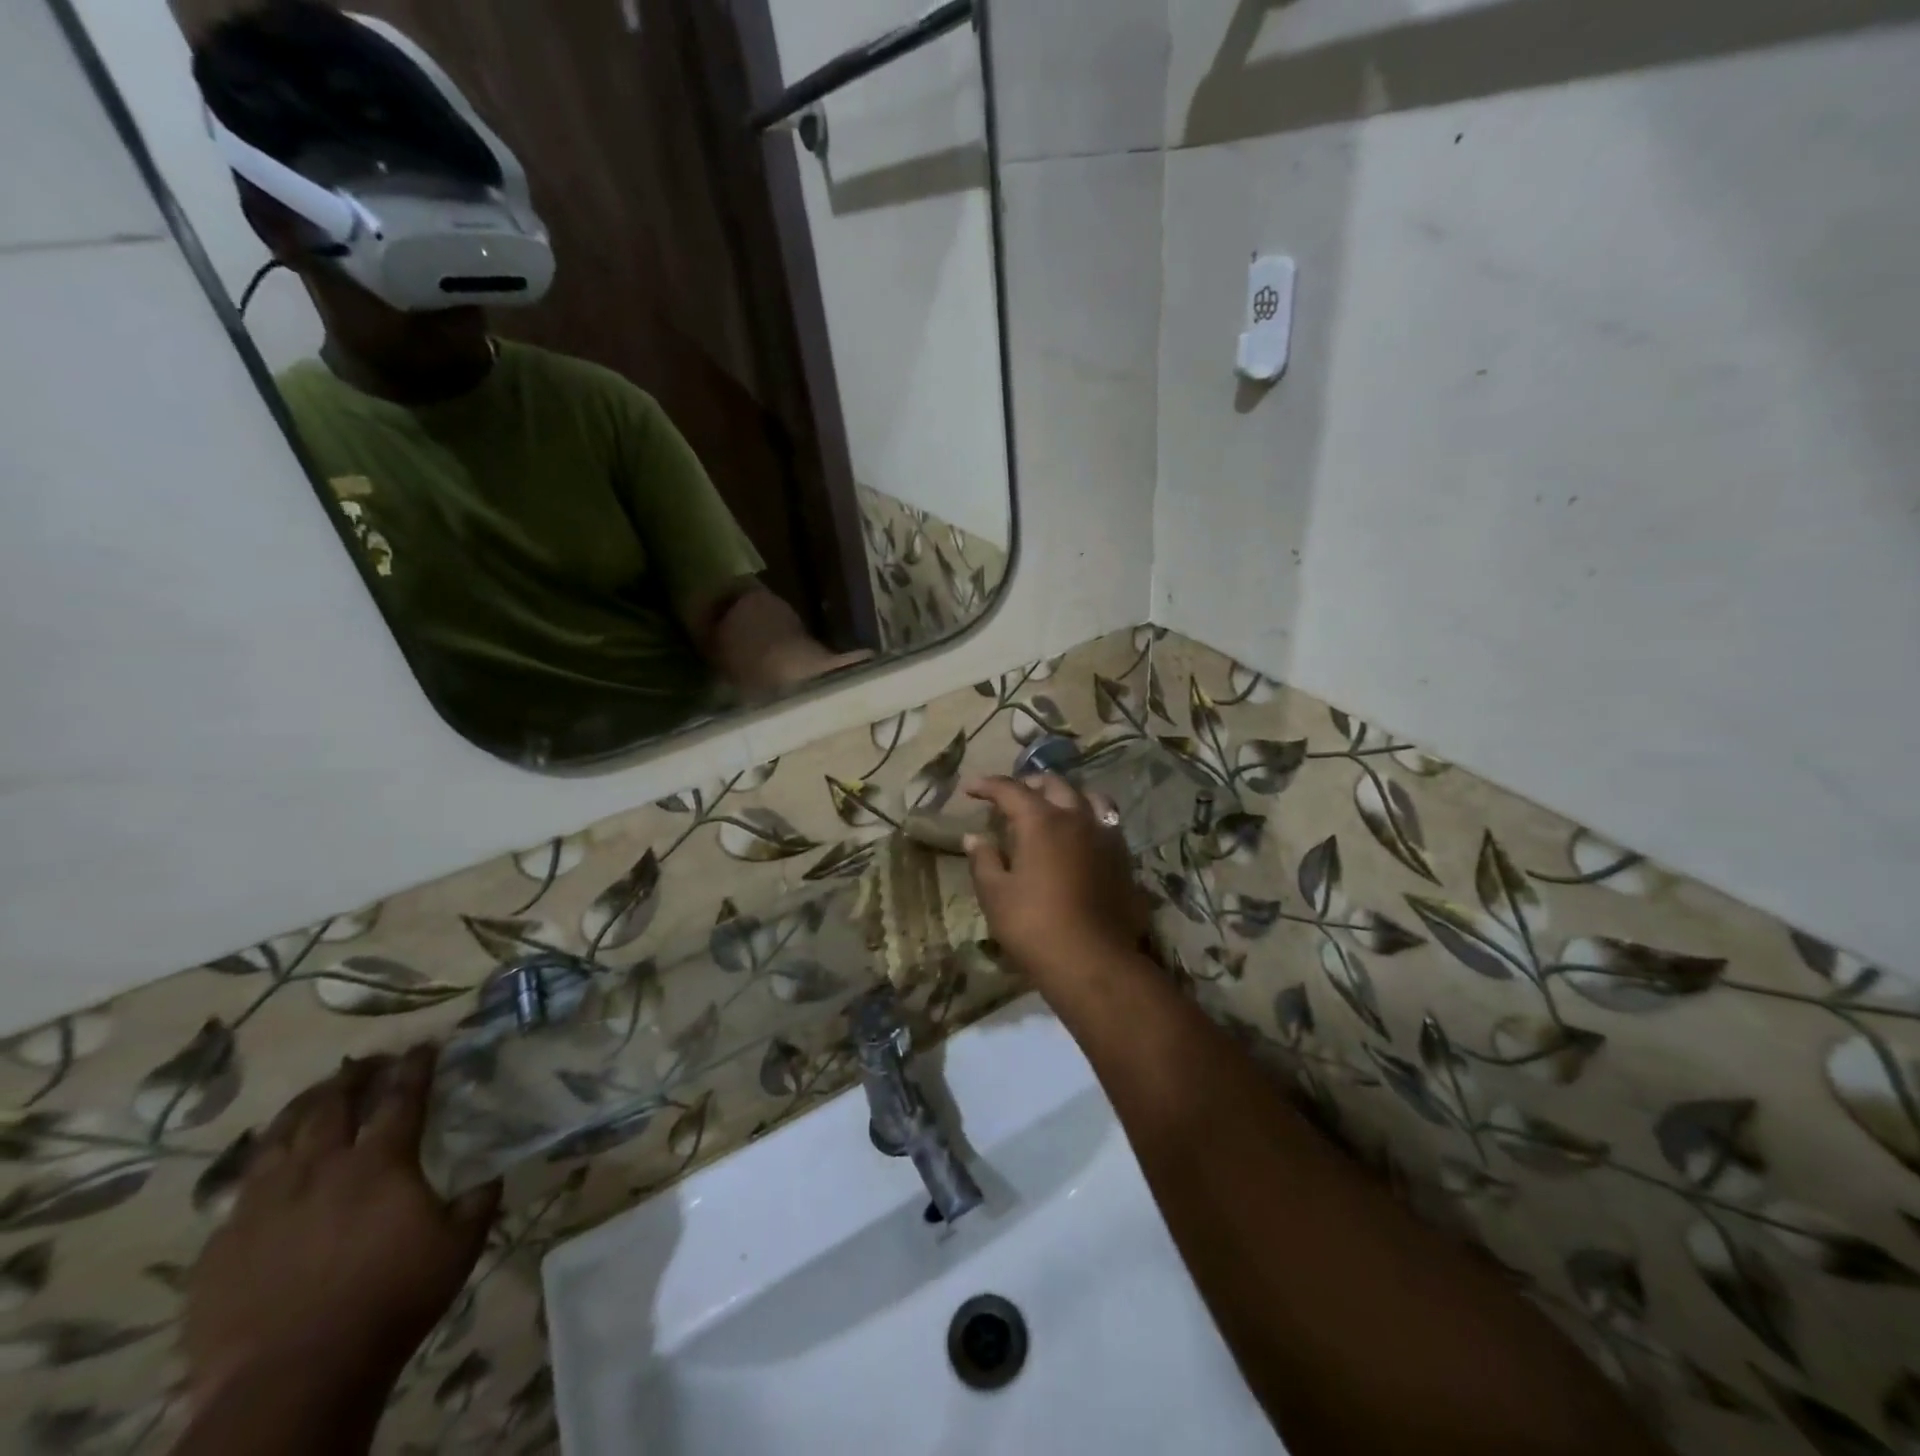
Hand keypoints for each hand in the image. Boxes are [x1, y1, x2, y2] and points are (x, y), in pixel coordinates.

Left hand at [185, 1046, 499, 1413]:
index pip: (402, 1096)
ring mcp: (263, 1205)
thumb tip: (492, 1174)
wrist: (291, 1379)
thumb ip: (479, 1202)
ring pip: (279, 1137)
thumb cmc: (390, 1301)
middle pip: (332, 1104)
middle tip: (368, 1060)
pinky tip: (271, 1170)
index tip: (425, 1044)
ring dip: (304, 1107)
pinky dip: (264, 1165)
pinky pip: (242, 1189)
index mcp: (380, 1163)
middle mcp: (319, 1169)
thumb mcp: (459, 1247)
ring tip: (317, 1094)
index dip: (416, 1066)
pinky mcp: (222, 1245)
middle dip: (354, 1075)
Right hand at [962, 775, 1150, 994]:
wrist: (1093, 961)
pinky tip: (1081, 837)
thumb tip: (974, 838)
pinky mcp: (1123, 858)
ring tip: (1053, 807)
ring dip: (1066, 795)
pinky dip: (1089, 818)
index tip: (970, 789)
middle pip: (1053, 784)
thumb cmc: (1034, 925)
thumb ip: (983, 860)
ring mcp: (1105, 836)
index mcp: (1041, 821)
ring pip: (1088, 798)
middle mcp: (1076, 817)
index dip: (987, 785)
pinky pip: (1106, 823)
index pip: (1010, 789)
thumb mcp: (995, 895)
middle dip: (1029, 784)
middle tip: (1011, 796)